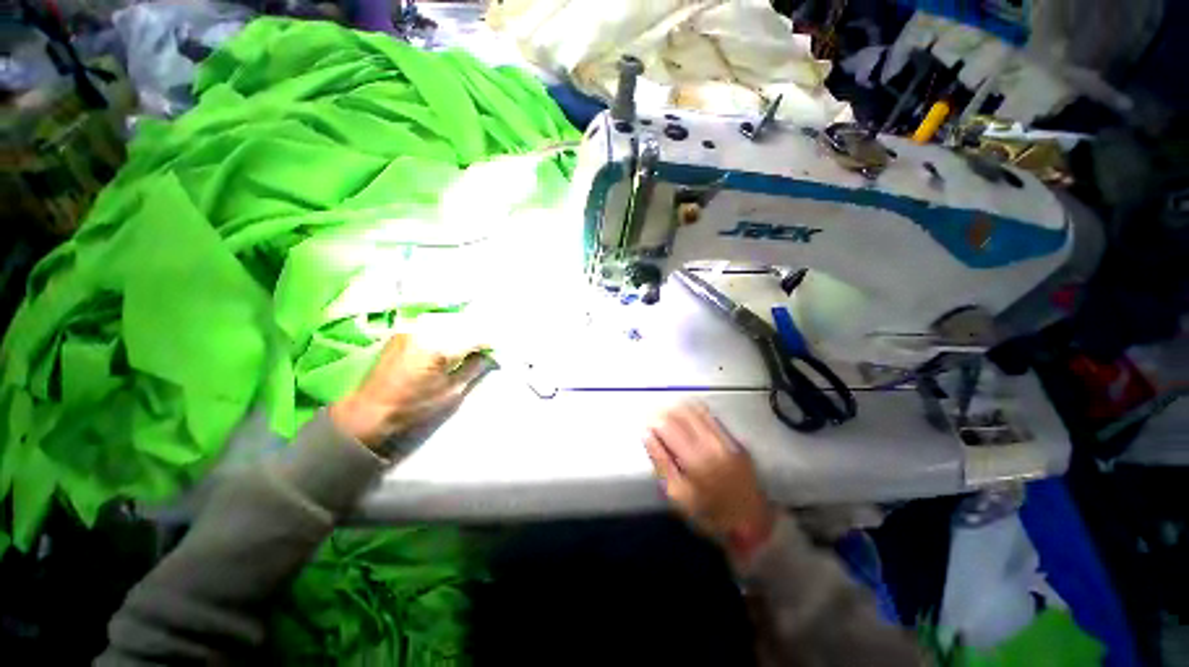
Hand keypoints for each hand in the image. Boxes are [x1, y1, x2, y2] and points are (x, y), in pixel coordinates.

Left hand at [330, 315, 487, 451]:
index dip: (492, 341)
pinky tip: (455, 338)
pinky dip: (451, 328)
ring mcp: (414, 327)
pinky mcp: (406, 329)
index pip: (476, 335)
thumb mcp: (450, 392)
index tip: (500, 349)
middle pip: (465, 322)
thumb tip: (489, 355)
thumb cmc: (412, 406)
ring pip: (451, 320)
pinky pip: (436, 322)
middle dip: (481, 332)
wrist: (369, 409)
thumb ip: (473, 369)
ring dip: (467, 328)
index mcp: (438, 347)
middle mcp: (426, 330)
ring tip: (475, 342)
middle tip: (491, 345)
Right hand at [644, 402, 775, 551]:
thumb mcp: (678, 495)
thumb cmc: (709, 514)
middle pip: (682, 412)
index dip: (653, 420)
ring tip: (670, 417)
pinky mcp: (734, 439)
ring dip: (679, 410)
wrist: (752, 523)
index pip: (667, 425)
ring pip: (697, 410)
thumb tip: (647, 436)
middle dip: (664, 412)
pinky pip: (711, 417)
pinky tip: (688, 421)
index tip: (646, 424)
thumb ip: (661, 463)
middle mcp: (711, 443)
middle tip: (655, 419)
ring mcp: (725, 439)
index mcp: (694, 458)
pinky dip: (695, 414)